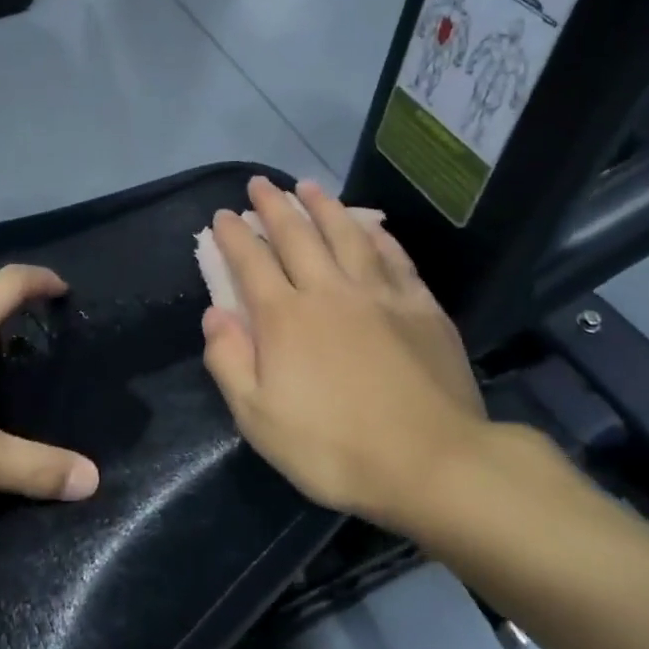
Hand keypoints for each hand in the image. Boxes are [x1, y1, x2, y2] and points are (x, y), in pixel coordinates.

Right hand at [201, 177, 491, 532]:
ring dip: (323, 206)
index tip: (222, 215)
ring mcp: (379, 294)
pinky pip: (393, 257)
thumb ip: (229, 361)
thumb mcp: (259, 419)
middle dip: (273, 206)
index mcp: (285, 317)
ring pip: (345, 234)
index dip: (234, 235)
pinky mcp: (420, 306)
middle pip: (296, 235)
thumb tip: (215, 313)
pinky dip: (377, 235)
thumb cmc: (334, 449)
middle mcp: (329, 291)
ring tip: (308, 185)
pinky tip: (369, 225)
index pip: (251, 262)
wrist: (433, 464)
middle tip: (260, 184)